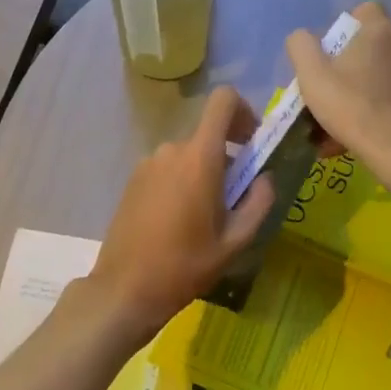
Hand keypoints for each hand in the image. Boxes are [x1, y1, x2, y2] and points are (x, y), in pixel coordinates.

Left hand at [86, 86, 276, 339]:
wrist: (125, 289)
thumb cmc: (185, 265)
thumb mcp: (235, 241)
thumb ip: (258, 202)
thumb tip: (265, 178)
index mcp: (199, 157)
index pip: (223, 100)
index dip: (244, 111)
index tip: (252, 142)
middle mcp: (172, 150)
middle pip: (208, 135)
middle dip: (228, 157)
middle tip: (235, 198)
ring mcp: (148, 163)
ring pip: (188, 155)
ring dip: (204, 174)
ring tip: (206, 218)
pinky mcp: (133, 180)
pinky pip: (168, 169)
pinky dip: (182, 183)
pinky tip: (179, 223)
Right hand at [286, 2, 390, 160]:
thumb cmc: (352, 106)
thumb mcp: (312, 75)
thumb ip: (301, 47)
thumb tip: (302, 38)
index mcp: (381, 31)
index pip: (365, 10)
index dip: (344, 28)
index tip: (329, 52)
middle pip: (371, 48)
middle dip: (349, 67)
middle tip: (329, 92)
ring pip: (382, 78)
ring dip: (361, 93)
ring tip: (338, 124)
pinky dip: (377, 113)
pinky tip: (357, 138)